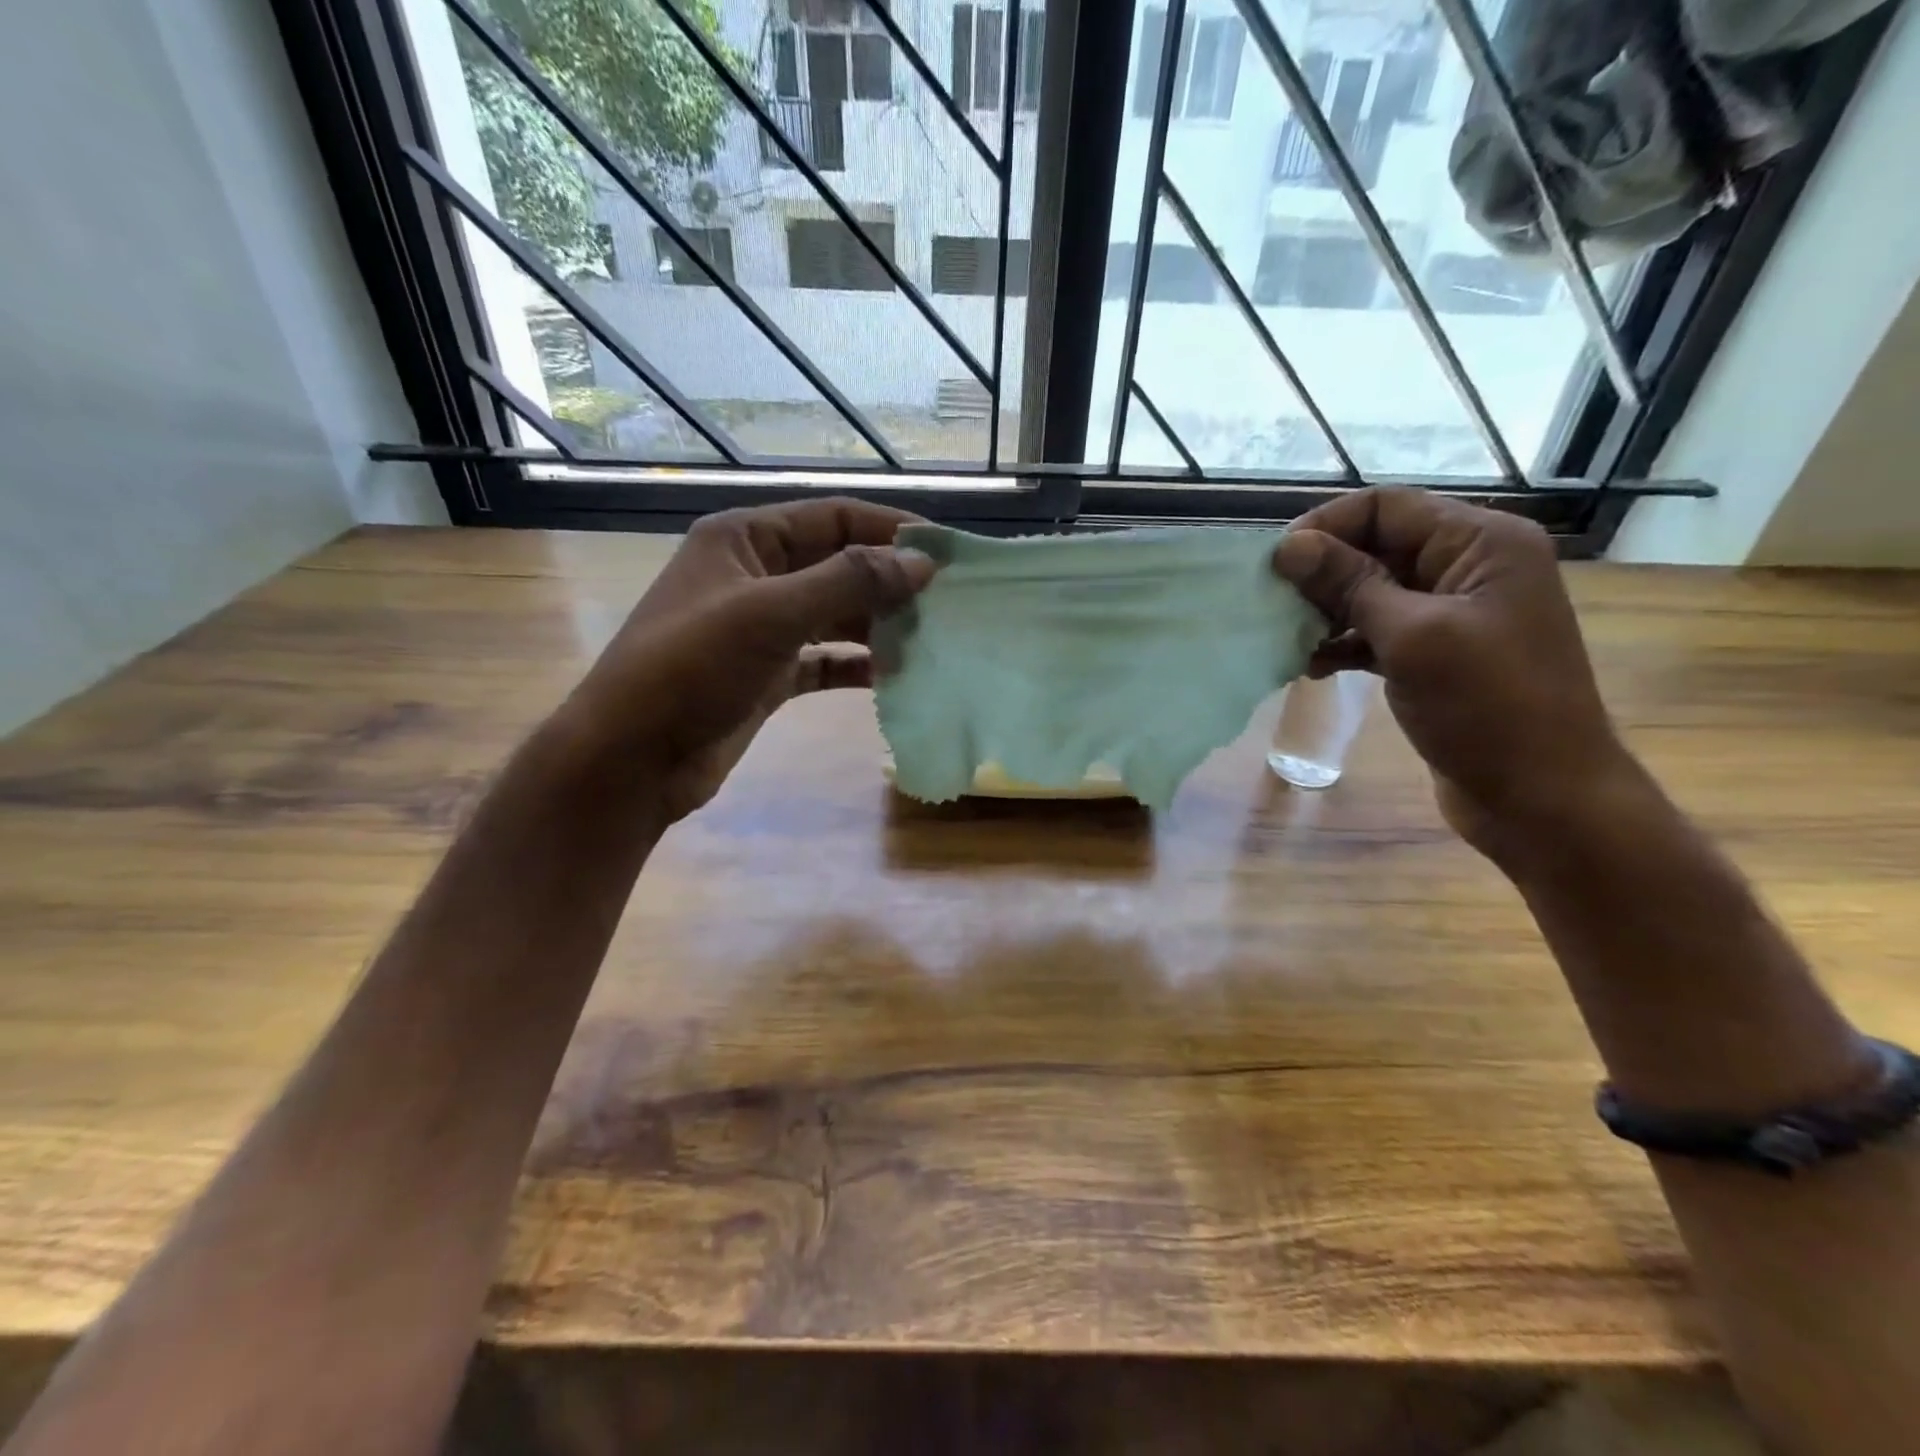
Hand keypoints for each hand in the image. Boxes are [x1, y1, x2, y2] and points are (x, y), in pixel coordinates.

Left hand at [564, 499, 934, 823]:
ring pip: (834, 616)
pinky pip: (823, 661)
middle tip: (947, 603)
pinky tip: (893, 678)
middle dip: (889, 582)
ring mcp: (760, 629)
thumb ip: (849, 582)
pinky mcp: (766, 676)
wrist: (632, 758)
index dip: (890, 529)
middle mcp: (754, 576)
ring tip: (929, 640)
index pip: (833, 517)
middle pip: (837, 566)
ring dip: (877, 626)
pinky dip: (855, 666)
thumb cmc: (693, 668)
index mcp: (744, 539)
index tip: (946, 552)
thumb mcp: (772, 614)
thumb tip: (921, 563)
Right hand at [1273, 487, 1633, 850]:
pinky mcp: (1438, 655)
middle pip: (1376, 546)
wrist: (1541, 797)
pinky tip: (1312, 665)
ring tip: (1287, 638)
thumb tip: (1288, 545)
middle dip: (1322, 572)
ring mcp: (1455, 614)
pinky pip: (1379, 631)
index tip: (1274, 564)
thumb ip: (1350, 584)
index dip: (1326, 527)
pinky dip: (1344, 643)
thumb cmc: (1487, 706)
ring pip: (1372, 591)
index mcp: (1481, 543)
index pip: (1386, 508)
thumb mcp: (1412, 637)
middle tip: (1272, 604)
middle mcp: (1469, 567)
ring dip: (1327, 611)